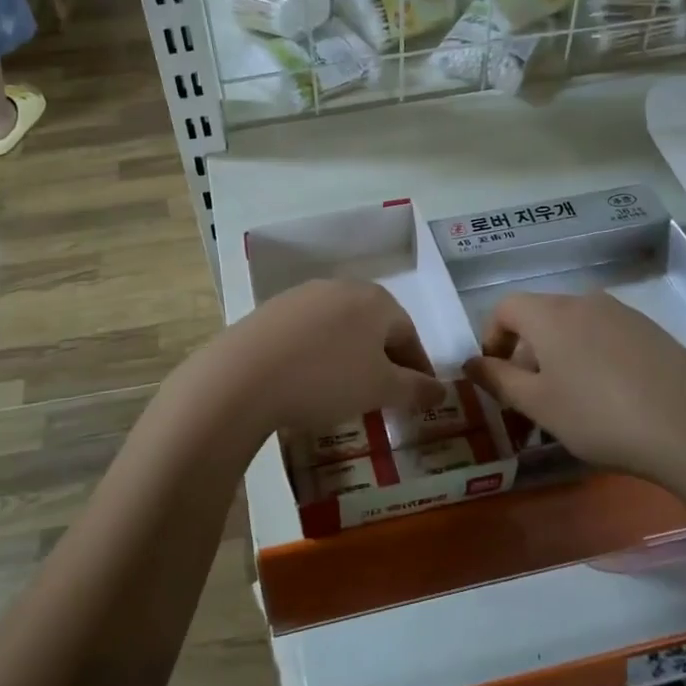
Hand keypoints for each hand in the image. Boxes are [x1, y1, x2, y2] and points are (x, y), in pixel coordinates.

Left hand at [197, 280, 446, 437]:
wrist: (244, 376)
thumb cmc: (326, 379)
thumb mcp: (380, 390)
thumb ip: (415, 389)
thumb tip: (442, 390)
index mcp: (375, 300)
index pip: (409, 333)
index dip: (418, 368)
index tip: (420, 397)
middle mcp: (341, 287)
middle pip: (374, 326)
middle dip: (384, 360)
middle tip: (384, 395)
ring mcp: (302, 295)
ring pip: (340, 328)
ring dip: (350, 356)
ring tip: (346, 390)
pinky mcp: (271, 310)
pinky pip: (309, 333)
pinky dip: (318, 354)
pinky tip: (308, 379)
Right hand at [463, 291, 685, 508]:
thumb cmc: (600, 416)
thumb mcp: (538, 405)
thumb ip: (498, 380)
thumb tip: (471, 362)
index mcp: (550, 315)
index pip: (505, 307)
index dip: (491, 337)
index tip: (495, 375)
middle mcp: (584, 302)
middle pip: (540, 318)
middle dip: (525, 354)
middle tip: (529, 400)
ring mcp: (624, 315)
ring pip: (574, 329)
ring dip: (558, 359)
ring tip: (569, 404)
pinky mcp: (653, 333)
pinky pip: (605, 338)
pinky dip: (591, 360)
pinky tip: (609, 400)